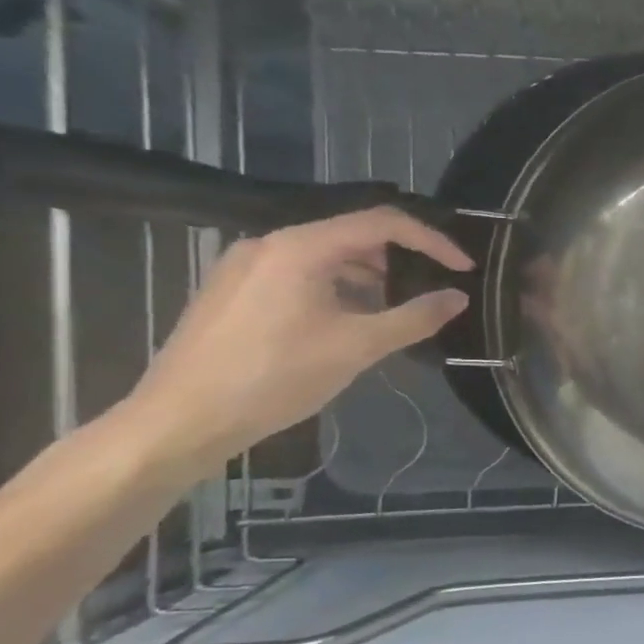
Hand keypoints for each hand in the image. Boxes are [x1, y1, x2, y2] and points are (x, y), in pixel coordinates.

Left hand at [126, 208, 471, 471]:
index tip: (462, 268)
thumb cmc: (275, 376)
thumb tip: (458, 298)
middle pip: (353, 234)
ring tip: (395, 310)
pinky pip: (300, 272)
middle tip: (432, 289)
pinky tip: (349, 322)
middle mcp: (271, 244)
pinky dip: (337, 287)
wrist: (180, 420)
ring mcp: (246, 266)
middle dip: (401, 259)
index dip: (431, 241)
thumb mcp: (358, 347)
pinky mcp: (234, 290)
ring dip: (370, 276)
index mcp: (301, 248)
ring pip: (326, 255)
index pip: (383, 222)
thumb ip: (415, 318)